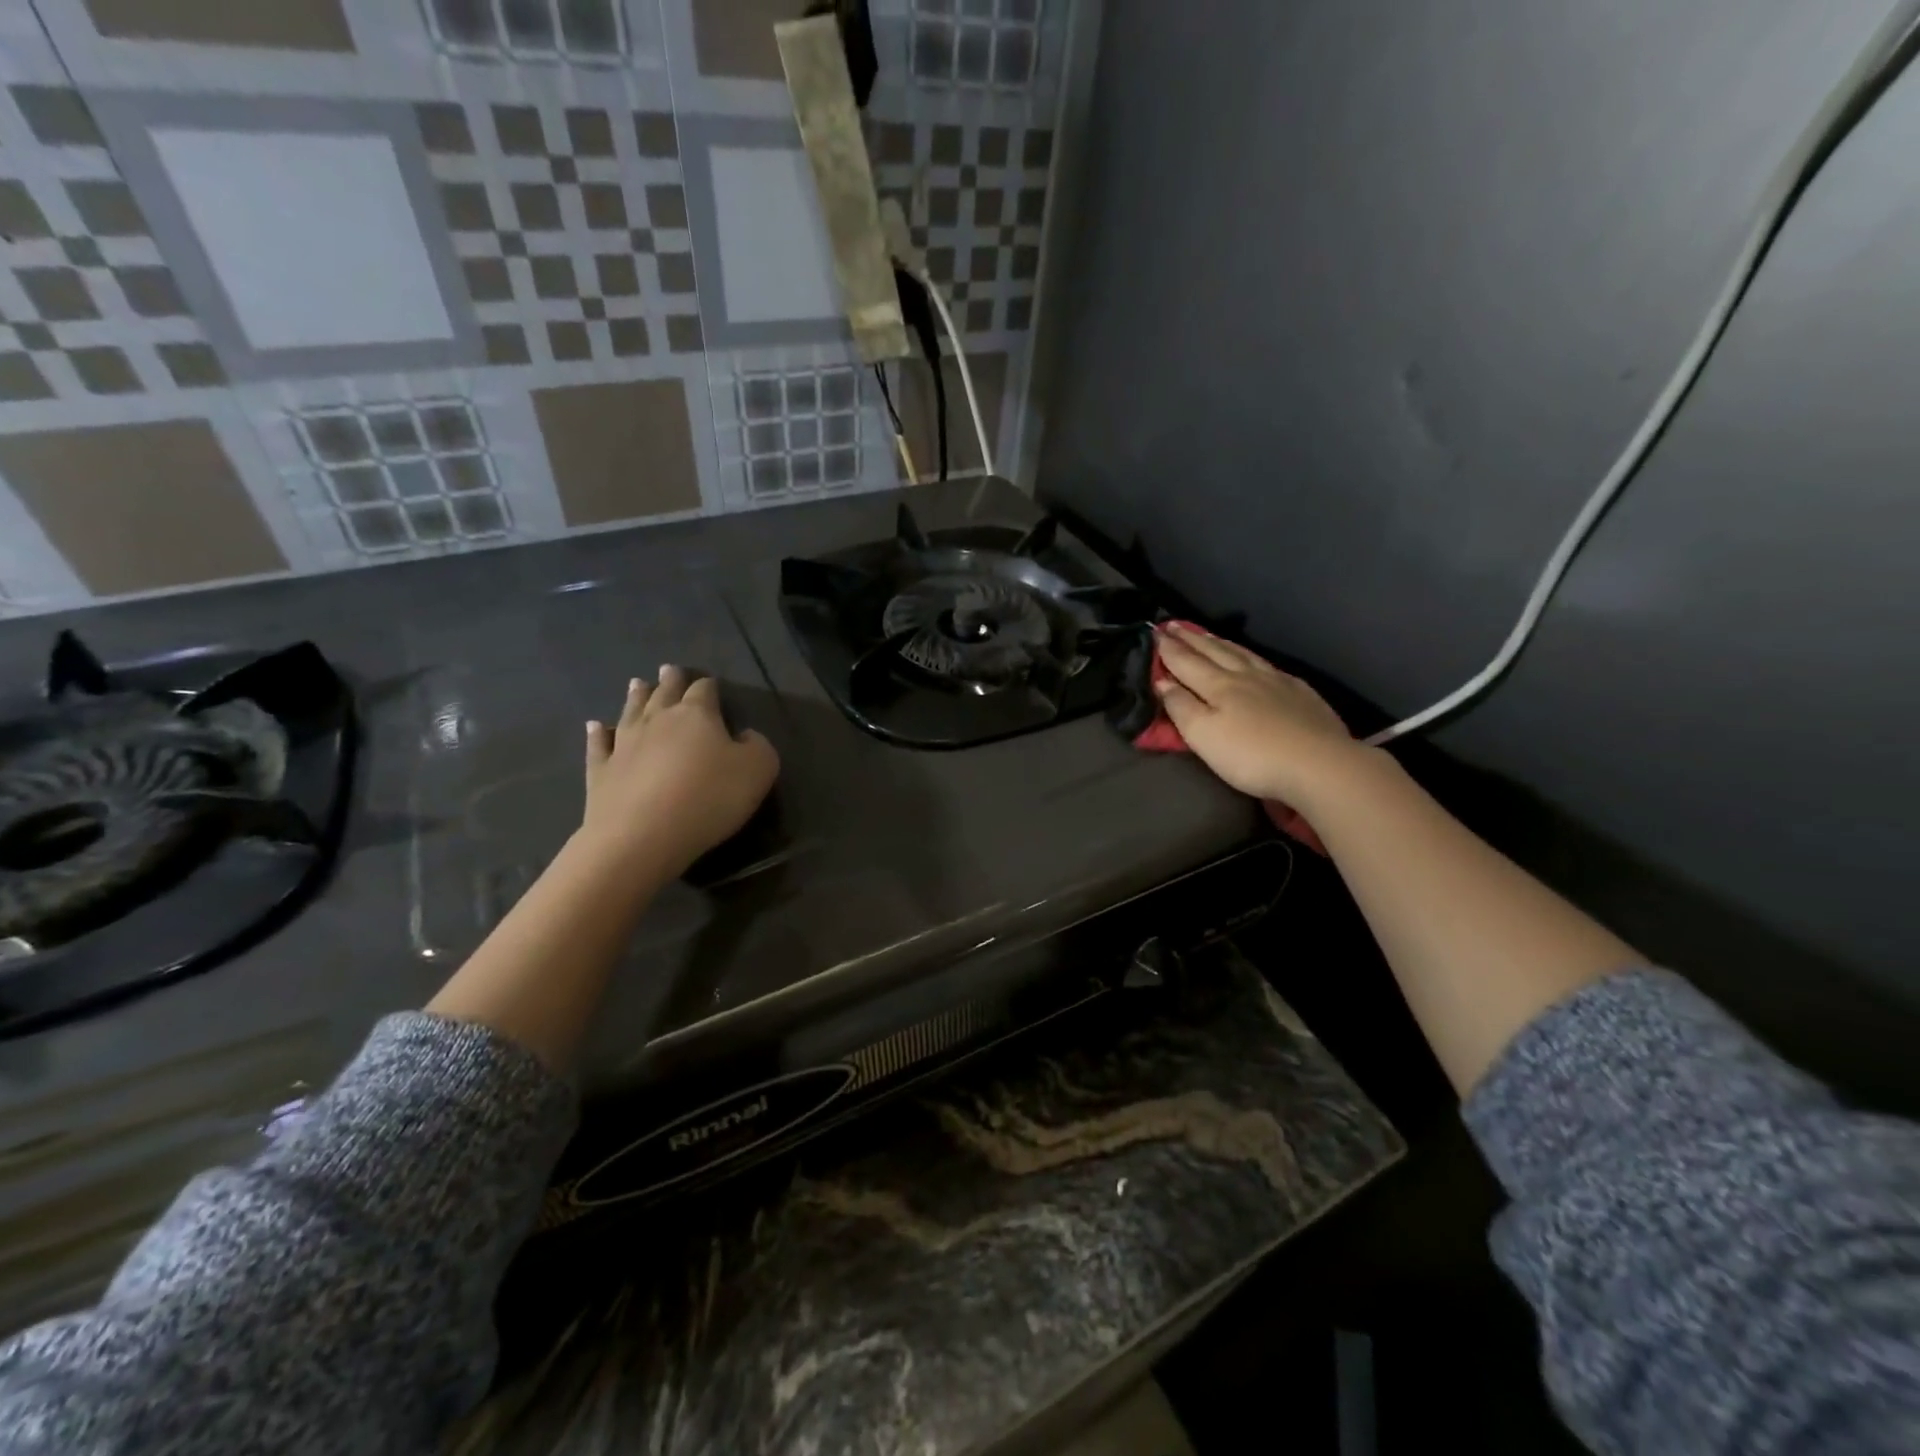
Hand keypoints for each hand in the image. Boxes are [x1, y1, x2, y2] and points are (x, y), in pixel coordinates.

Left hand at [580, 666, 778, 881]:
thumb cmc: (709, 797)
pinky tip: (595, 726)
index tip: (711, 684)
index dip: (709, 686)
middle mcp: (657, 720)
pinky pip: (599, 745)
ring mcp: (624, 744)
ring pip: (631, 711)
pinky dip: (597, 733)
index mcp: (697, 715)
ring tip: (637, 683)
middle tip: (669, 669)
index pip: (704, 690)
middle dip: (670, 681)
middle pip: (664, 693)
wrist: (643, 835)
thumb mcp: (758, 770)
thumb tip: (745, 736)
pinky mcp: (601, 771)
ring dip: (636, 697)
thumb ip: (758, 746)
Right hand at [1154, 624, 1366, 809]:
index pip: (1186, 662)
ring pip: (1241, 654)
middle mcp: (1245, 675)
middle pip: (1213, 652)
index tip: (1155, 633)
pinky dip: (1251, 656)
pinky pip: (1267, 664)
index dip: (1169, 648)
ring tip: (1206, 635)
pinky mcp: (1299, 692)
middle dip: (1191, 639)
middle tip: (1174, 625)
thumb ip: (1181, 706)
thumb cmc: (1251, 756)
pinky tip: (1253, 659)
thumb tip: (1163, 681)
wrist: (1319, 764)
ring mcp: (1276, 681)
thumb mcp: (1203, 736)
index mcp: (1218, 686)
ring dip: (1219, 643)